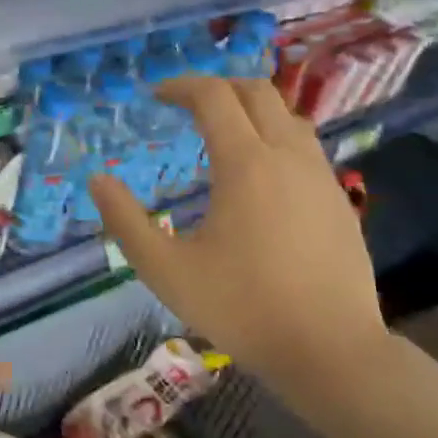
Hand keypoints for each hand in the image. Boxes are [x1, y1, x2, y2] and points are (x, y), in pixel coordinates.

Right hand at [89, 75, 388, 401]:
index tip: (156, 95)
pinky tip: (260, 177)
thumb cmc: (241, 307)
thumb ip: (125, 221)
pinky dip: (275, 138)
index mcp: (246, 164)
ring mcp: (321, 177)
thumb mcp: (166, 270)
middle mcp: (288, 156)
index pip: (214, 97)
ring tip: (221, 134)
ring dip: (251, 110)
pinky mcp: (339, 201)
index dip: (181, 86)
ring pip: (288, 117)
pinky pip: (305, 148)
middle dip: (218, 87)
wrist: (330, 351)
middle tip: (186, 105)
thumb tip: (98, 180)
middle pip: (257, 92)